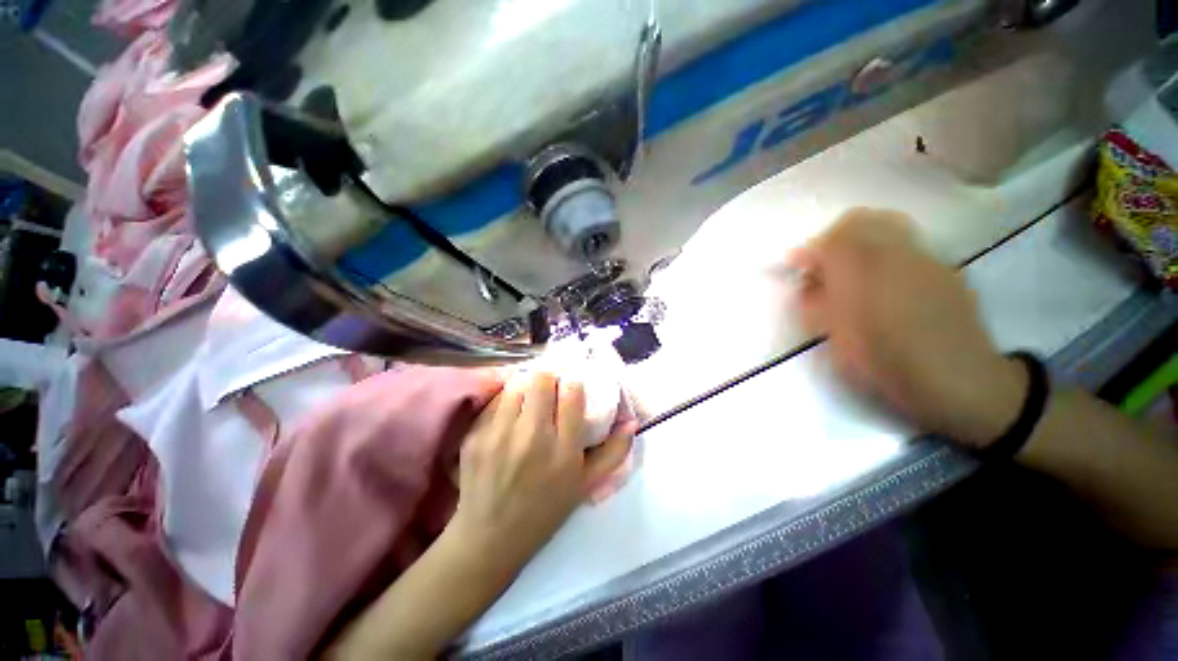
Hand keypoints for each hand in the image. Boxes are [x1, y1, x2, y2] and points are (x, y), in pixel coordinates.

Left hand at [448, 372, 636, 578]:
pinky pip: (494, 403)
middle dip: (548, 379)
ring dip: (525, 388)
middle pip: (542, 379)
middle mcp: (533, 436)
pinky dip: (504, 403)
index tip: (570, 387)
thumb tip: (631, 421)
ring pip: (516, 385)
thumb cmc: (545, 511)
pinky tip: (507, 419)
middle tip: (548, 389)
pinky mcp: (475, 436)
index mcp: (564, 449)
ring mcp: (499, 435)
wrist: (490, 538)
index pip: (572, 392)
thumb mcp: (586, 485)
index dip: (573, 384)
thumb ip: (614, 452)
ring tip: (527, 402)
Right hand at [788, 208, 1027, 448]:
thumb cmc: (889, 365)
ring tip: (852, 273)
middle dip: (834, 238)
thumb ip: (816, 305)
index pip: (830, 239)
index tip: (796, 265)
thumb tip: (808, 282)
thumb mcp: (836, 341)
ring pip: (887, 226)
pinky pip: (908, 245)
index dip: (809, 249)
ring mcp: (927, 259)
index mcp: (864, 274)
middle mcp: (897, 255)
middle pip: (861, 220)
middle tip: (824, 265)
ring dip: (860, 242)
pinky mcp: (946, 269)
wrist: (962, 383)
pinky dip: (885, 253)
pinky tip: (885, 285)